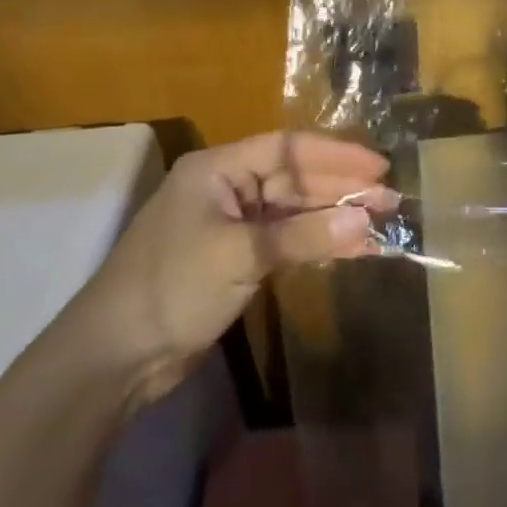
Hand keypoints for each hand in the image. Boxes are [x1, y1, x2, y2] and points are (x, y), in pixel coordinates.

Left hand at [69, 132, 393, 399]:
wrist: (115, 357)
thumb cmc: (172, 288)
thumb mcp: (241, 255)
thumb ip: (306, 235)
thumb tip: (367, 219)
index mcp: (217, 169)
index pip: (288, 148)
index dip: (337, 156)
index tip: (380, 170)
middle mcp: (227, 188)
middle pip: (295, 179)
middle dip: (343, 190)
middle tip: (391, 202)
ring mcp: (233, 225)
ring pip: (295, 212)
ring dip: (336, 218)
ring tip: (382, 226)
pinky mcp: (238, 258)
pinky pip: (288, 240)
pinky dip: (319, 244)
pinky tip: (353, 250)